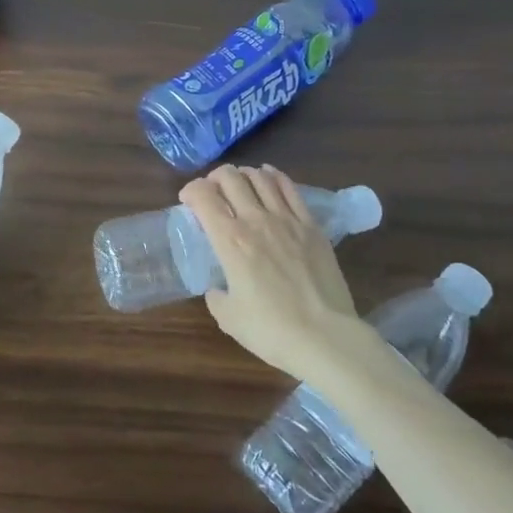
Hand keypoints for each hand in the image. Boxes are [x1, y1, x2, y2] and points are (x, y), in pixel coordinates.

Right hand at [179, 164, 359, 382]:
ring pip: (260, 178)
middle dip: (214, 178)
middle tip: (212, 192)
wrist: (325, 337)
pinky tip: (269, 178)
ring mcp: (287, 220)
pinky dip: (274, 177)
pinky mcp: (312, 226)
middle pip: (230, 178)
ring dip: (243, 175)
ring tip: (239, 183)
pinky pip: (290, 189)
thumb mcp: (228, 317)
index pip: (203, 196)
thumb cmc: (271, 330)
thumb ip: (216, 295)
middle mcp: (256, 221)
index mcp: (230, 241)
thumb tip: (218, 287)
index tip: (188, 201)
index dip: (190, 191)